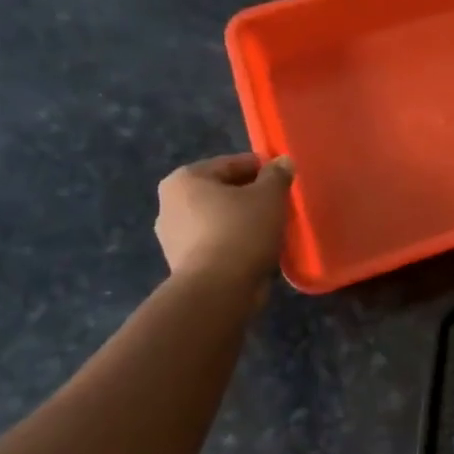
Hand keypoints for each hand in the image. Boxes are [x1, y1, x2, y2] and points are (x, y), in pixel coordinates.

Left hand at [155, 153, 294, 283]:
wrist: (218, 291)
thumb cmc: (241, 231)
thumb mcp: (269, 196)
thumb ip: (277, 175)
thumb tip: (283, 162)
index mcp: (185, 179)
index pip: (232, 164)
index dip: (262, 168)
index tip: (284, 179)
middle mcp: (170, 204)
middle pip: (222, 191)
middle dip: (250, 196)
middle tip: (280, 204)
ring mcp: (172, 237)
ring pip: (219, 219)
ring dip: (243, 220)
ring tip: (272, 228)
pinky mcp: (182, 264)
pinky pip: (216, 243)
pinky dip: (234, 242)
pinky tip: (256, 249)